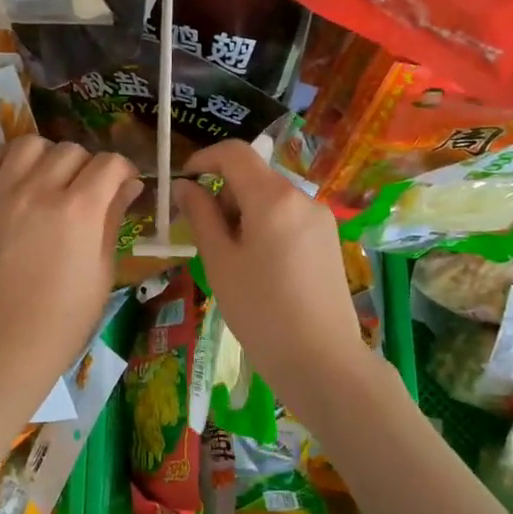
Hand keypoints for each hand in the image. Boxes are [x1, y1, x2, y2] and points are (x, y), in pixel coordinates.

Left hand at [0, 136, 139, 398]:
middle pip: (71, 150)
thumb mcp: (101, 272)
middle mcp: (39, 190)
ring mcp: (0, 194)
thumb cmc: (62, 320)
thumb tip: (127, 186)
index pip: (109, 163)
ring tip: (48, 179)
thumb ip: (112, 221)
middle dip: (87, 166)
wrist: (1, 346)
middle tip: (86, 191)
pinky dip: (4, 158)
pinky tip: (13, 176)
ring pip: (29, 144)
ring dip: (47, 155)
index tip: (124, 185)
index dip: (123, 171)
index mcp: (79, 210)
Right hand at [175, 140, 377, 404]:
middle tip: (203, 233)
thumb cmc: (260, 311)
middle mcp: (302, 197)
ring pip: (271, 197)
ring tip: (230, 256)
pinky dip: (265, 225)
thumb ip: (201, 216)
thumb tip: (185, 187)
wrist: (321, 360)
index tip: (183, 183)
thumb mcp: (220, 262)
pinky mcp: (329, 239)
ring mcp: (320, 218)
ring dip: (243, 211)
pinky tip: (259, 265)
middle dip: (223, 193)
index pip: (235, 153)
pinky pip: (288, 217)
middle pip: (253, 175)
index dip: (204, 158)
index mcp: (273, 198)